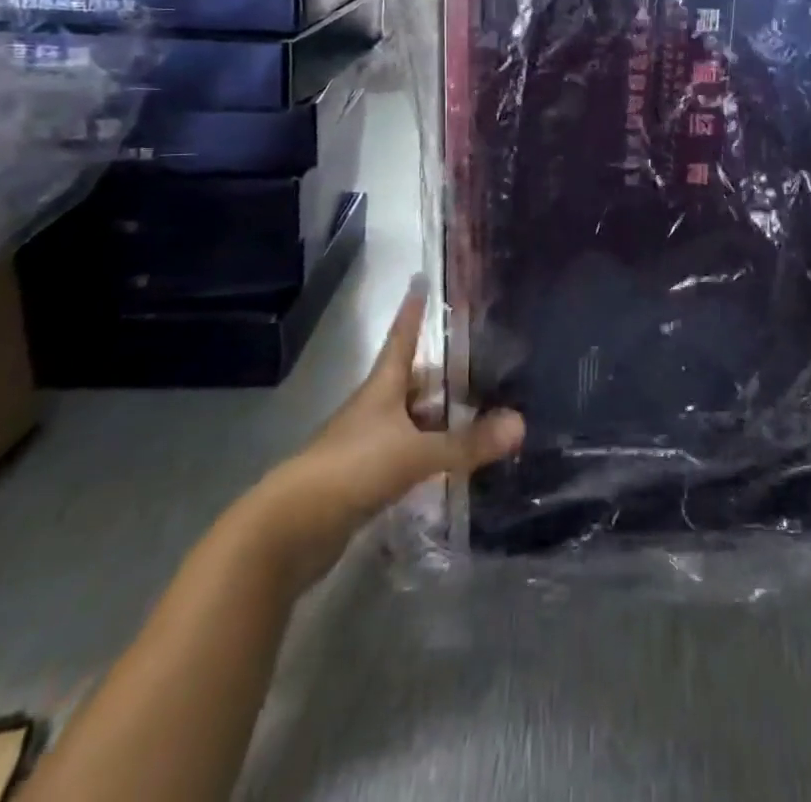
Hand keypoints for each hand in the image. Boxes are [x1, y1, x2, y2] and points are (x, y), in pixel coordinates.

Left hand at [241, 277, 523, 581]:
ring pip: (411, 420)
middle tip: (482, 364)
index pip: (402, 338)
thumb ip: (467, 442)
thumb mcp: (415, 453)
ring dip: (439, 417)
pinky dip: (429, 452)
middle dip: (442, 373)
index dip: (412, 311)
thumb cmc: (352, 469)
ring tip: (479, 413)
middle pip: (412, 380)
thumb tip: (520, 424)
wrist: (289, 530)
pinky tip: (452, 460)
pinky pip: (406, 454)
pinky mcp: (365, 478)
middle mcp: (374, 408)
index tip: (420, 281)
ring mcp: (367, 444)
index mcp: (382, 387)